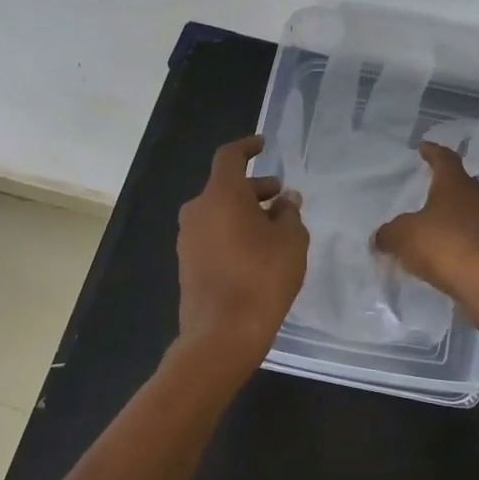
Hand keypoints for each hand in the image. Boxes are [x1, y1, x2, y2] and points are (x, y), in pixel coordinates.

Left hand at [175, 135, 308, 372]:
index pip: (230, 157)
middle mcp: (198, 210)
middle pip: (226, 187)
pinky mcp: (187, 263)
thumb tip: (284, 200)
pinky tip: (257, 251)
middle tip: (282, 198)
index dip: (247, 147)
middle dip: (256, 189)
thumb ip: (289, 213)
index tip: (263, 144)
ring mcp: (188, 238)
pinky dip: (233, 232)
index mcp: (221, 195)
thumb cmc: (262, 278)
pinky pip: (213, 234)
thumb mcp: (291, 241)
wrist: (222, 335)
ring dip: (245, 212)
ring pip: (219, 212)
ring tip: (275, 228)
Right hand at [373, 141, 478, 299]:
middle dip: (443, 185)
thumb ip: (389, 233)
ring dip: (450, 216)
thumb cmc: (444, 244)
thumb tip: (380, 237)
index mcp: (454, 183)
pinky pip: (470, 237)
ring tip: (430, 223)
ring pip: (466, 212)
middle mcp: (476, 197)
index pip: (444, 158)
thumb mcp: (403, 236)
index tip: (423, 147)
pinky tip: (442, 252)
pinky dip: (456, 240)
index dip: (433, 152)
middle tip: (425, 186)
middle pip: (459, 184)